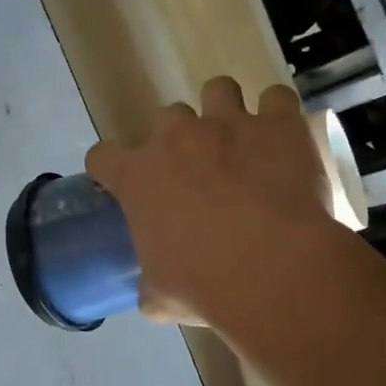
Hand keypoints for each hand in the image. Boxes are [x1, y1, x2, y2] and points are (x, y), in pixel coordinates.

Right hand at [85, 77, 338, 329]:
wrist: (274, 271)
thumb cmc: (204, 286)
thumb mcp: (160, 296)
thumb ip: (149, 284)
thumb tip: (151, 294)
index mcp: (139, 177)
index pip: (102, 156)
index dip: (109, 168)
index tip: (120, 183)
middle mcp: (178, 139)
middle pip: (167, 118)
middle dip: (179, 140)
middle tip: (196, 172)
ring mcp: (230, 124)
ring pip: (218, 89)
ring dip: (224, 111)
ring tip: (240, 140)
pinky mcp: (279, 124)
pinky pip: (276, 98)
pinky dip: (278, 115)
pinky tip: (283, 137)